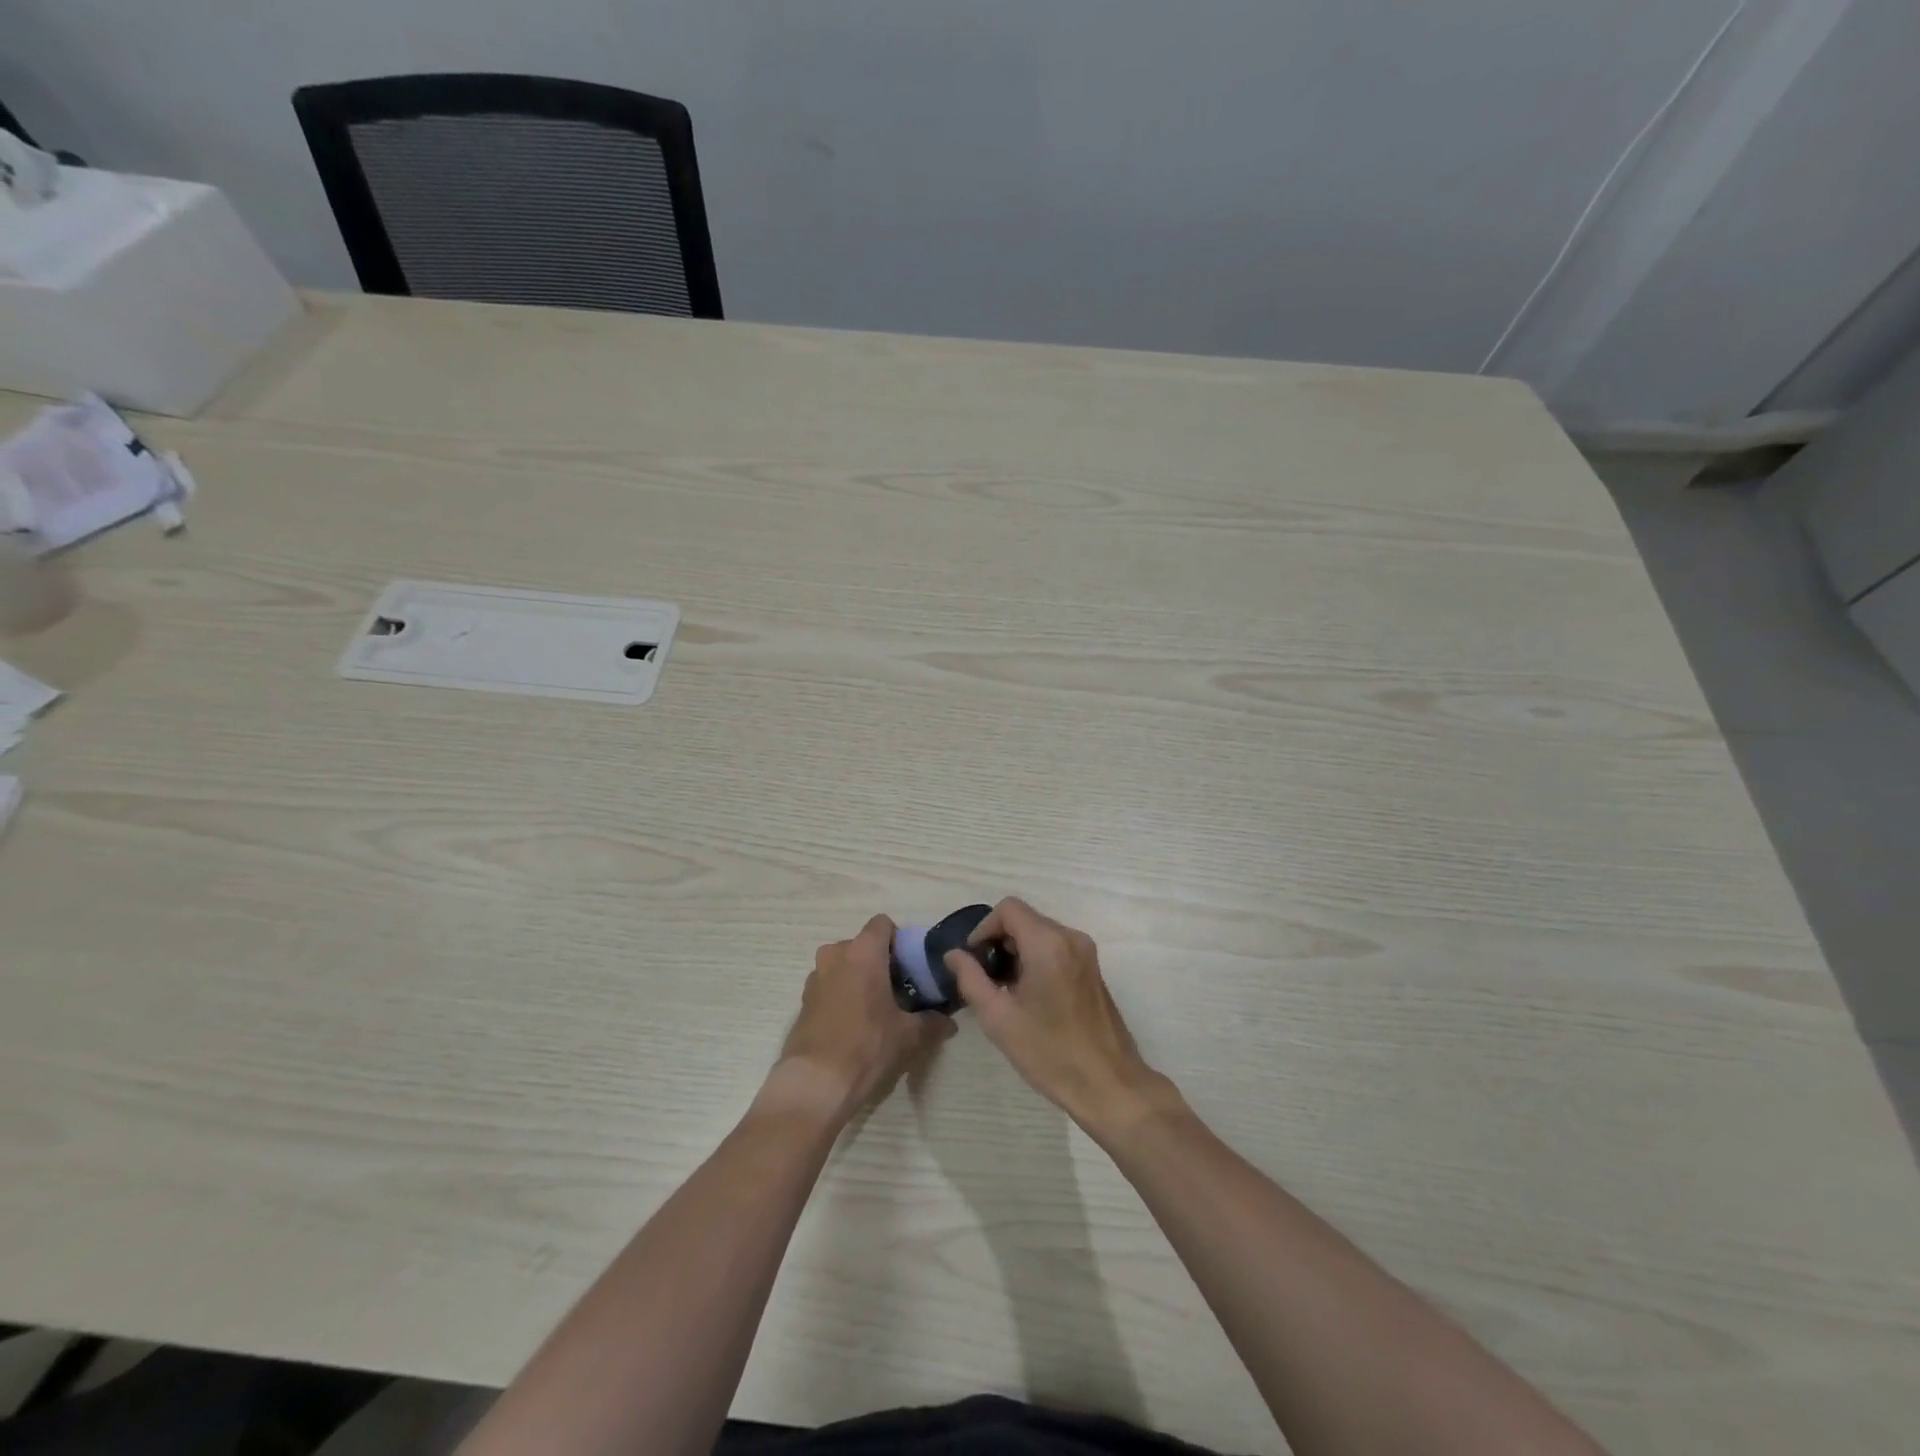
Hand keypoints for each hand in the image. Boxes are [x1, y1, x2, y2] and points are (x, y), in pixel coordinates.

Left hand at [763, 915, 954, 1124]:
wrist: (814, 1083)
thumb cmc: (867, 1046)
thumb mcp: (909, 1036)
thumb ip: (932, 1023)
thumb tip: (948, 1022)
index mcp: (863, 952)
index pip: (883, 924)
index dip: (899, 940)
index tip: (910, 967)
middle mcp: (835, 955)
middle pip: (862, 945)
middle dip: (880, 962)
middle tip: (898, 991)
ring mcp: (815, 977)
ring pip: (843, 965)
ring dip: (859, 979)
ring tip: (876, 1010)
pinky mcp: (803, 1001)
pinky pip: (829, 986)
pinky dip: (842, 996)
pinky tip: (854, 1026)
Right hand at [946, 898, 1180, 1138]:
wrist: (1108, 1084)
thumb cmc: (1049, 1051)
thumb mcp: (998, 1017)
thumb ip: (971, 978)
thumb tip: (954, 955)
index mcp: (1048, 943)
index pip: (1008, 909)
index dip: (983, 928)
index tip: (973, 960)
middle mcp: (1070, 938)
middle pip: (1025, 919)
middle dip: (999, 942)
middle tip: (984, 979)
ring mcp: (1086, 953)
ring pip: (1040, 934)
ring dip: (1017, 952)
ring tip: (1004, 991)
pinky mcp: (1092, 970)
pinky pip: (1056, 949)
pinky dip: (1036, 960)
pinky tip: (1028, 997)